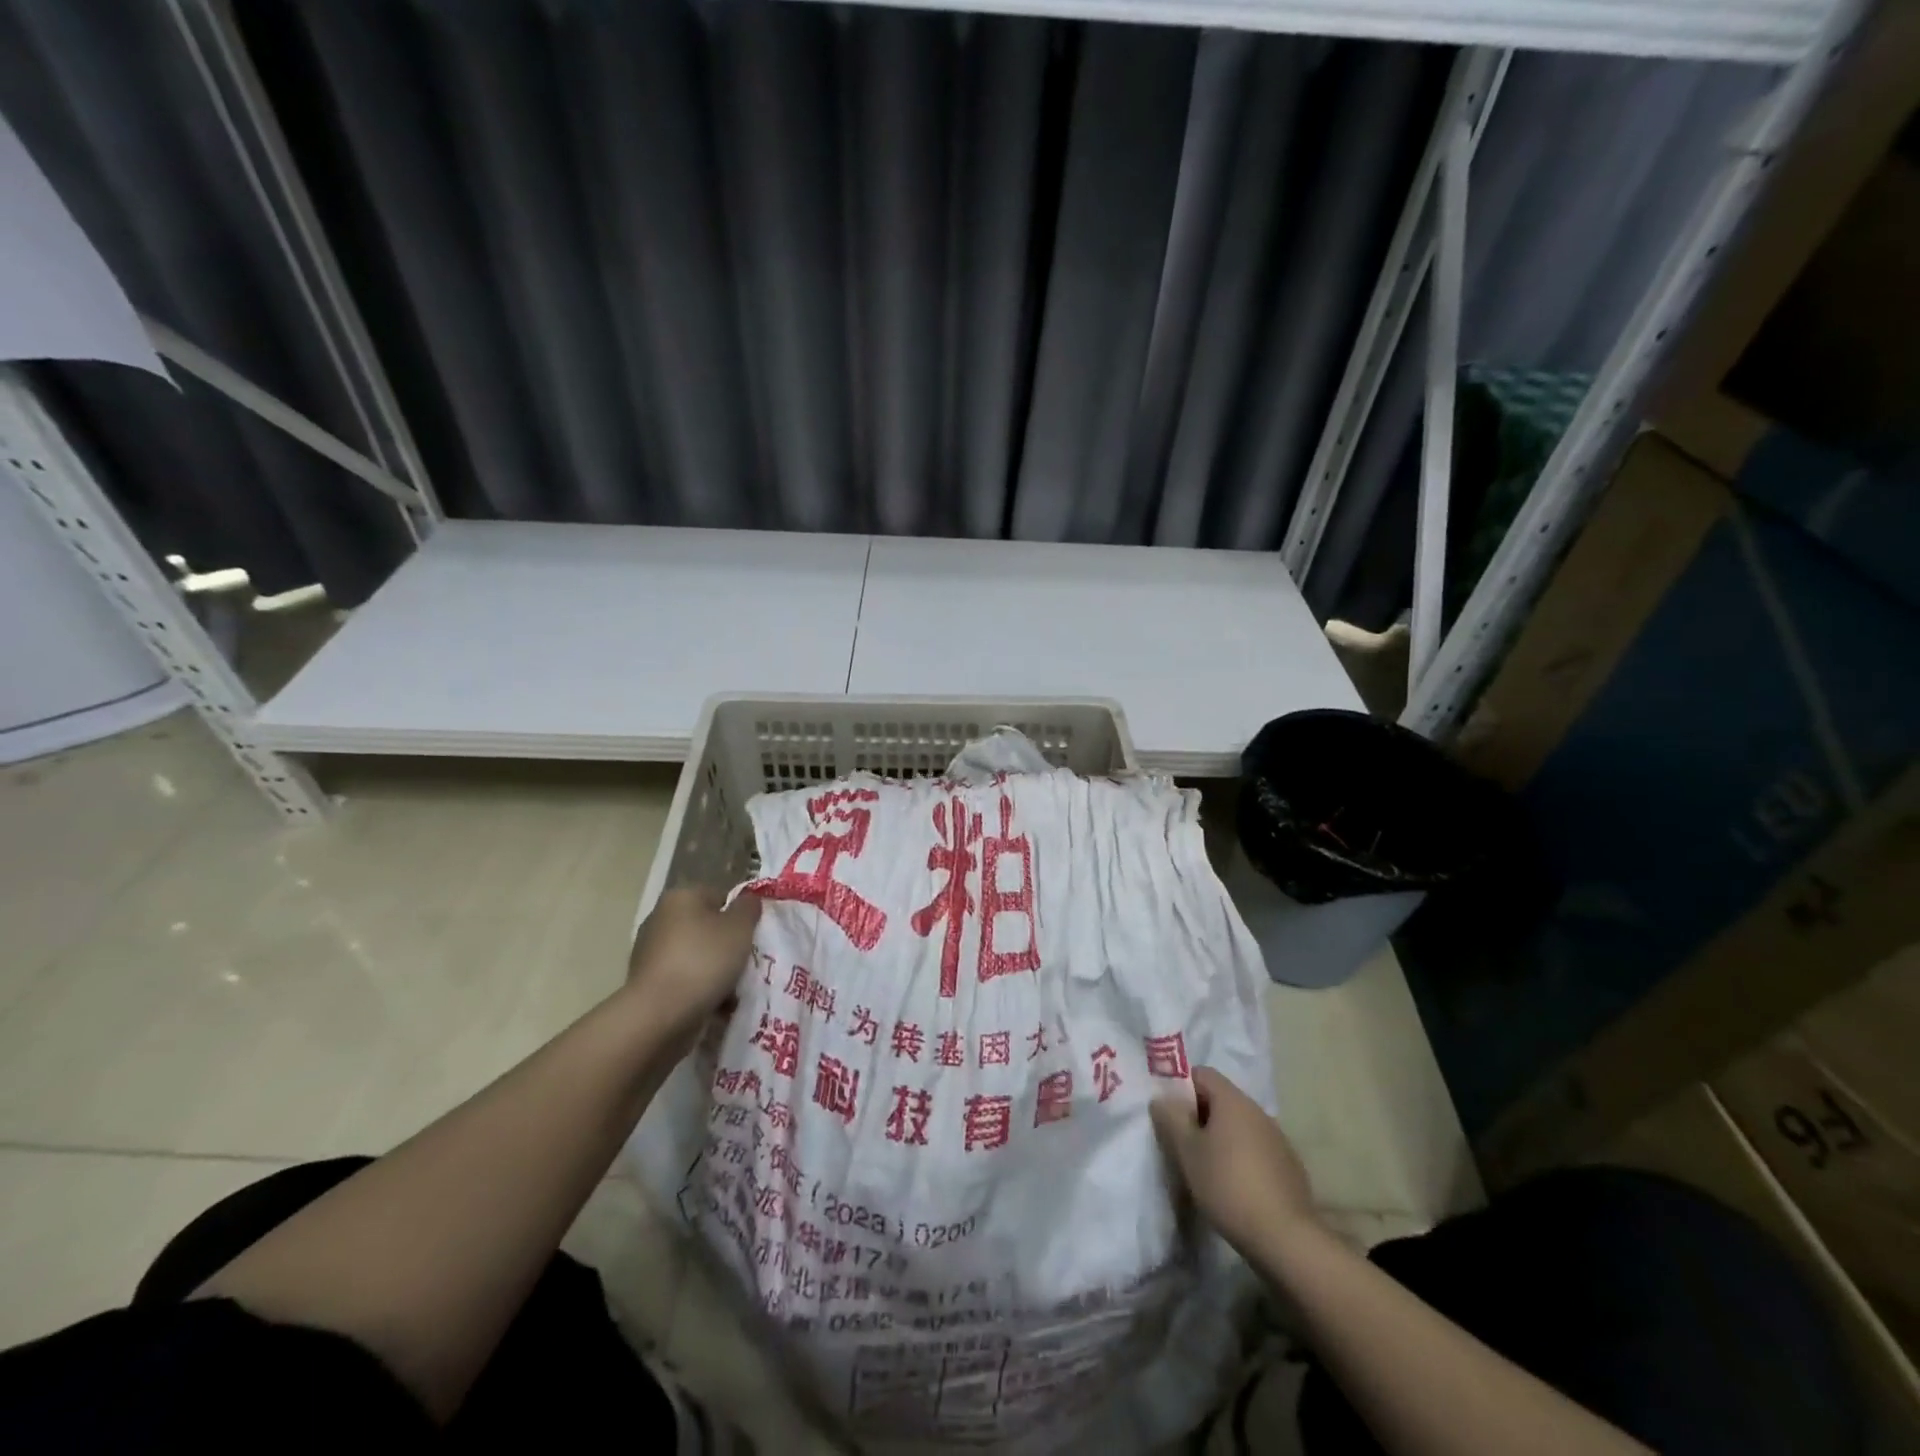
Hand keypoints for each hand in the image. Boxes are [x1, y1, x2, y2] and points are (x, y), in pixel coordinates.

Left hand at [624, 887, 761, 1048]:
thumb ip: (748, 908)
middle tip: (746, 964)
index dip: (740, 915)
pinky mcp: (645, 982)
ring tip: (733, 991)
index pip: (720, 896)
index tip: (753, 937)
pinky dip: (698, 989)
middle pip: (706, 927)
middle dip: (727, 945)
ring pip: (696, 955)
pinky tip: (714, 1005)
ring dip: (714, 970)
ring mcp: (649, 951)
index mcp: (681, 897)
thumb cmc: (704, 961)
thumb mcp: (740, 928)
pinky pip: (682, 979)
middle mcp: (660, 918)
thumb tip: (748, 900)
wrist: (659, 1015)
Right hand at [1151, 1066, 1319, 1260]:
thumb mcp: (1187, 1152)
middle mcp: (1258, 1111)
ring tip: (1207, 1167)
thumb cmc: (1228, 1186)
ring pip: (1240, 1126)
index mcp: (1233, 1101)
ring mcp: (1278, 1139)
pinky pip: (1257, 1148)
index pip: (1202, 1074)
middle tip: (1183, 1143)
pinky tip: (1235, 1186)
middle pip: (1222, 1099)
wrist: (1285, 1238)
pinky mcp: (1289, 1166)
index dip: (1182, 1087)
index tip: (1171, 1114)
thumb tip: (1162, 1098)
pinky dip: (1241, 1157)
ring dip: (1221, 1138)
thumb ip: (1171, 1118)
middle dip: (1200, 1115)